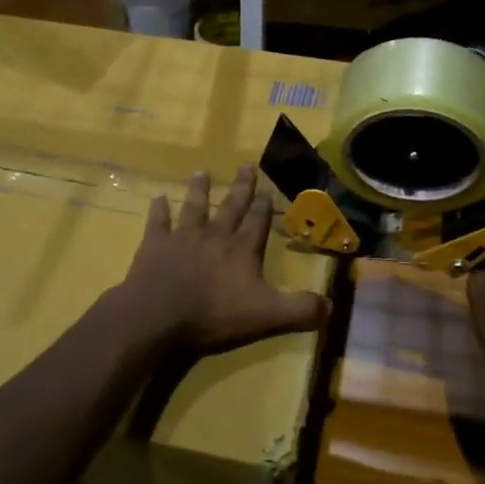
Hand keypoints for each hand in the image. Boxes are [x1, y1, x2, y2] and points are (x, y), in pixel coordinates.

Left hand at [119, 166, 330, 355]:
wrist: (158, 317)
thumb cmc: (215, 316)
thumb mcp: (268, 317)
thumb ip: (301, 311)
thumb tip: (330, 306)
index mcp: (242, 250)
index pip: (258, 222)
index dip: (264, 205)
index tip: (268, 187)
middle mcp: (214, 236)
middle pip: (230, 207)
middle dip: (240, 188)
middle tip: (245, 166)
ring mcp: (182, 238)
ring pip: (194, 208)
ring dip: (199, 190)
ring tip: (202, 172)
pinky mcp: (154, 246)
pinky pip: (158, 223)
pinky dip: (159, 210)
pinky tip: (158, 197)